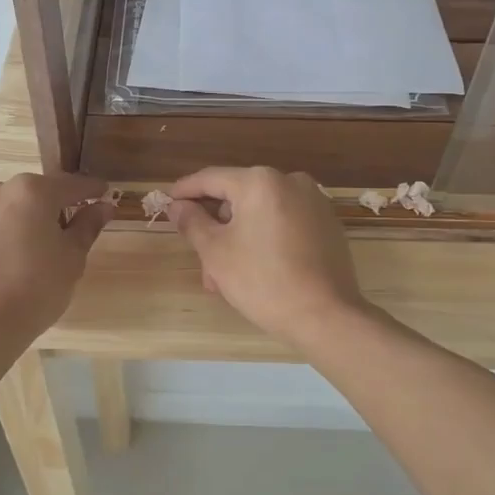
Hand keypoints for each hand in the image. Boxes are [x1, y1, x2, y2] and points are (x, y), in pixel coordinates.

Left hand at [0, 173, 112, 344]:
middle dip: (42, 210)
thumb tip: (103, 206)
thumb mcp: (72, 260)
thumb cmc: (35, 291)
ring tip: (13, 256)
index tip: (102, 194)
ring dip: (7, 222)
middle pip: (27, 195)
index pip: (69, 185)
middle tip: (53, 238)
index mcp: (31, 191)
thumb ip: (87, 226)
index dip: (89, 191)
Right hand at [166, 167, 365, 345]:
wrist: (326, 316)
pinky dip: (264, 239)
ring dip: (238, 238)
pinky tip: (255, 270)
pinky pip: (284, 223)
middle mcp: (289, 181)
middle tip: (200, 260)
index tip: (166, 203)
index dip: (185, 191)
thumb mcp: (216, 253)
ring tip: (225, 278)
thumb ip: (193, 222)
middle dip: (215, 227)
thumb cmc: (263, 281)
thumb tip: (177, 206)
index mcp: (260, 181)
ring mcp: (313, 201)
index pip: (211, 178)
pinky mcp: (327, 224)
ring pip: (260, 213)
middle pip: (238, 197)